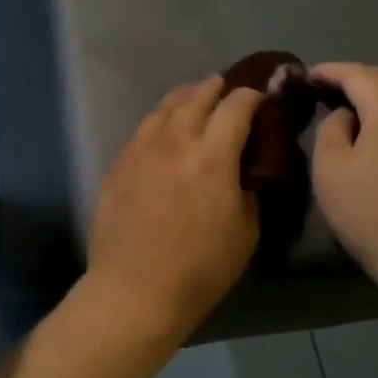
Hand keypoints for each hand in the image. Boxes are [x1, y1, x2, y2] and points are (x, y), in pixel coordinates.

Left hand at [86, 76, 262, 343]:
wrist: (135, 289)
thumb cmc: (200, 268)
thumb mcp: (245, 231)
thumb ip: (247, 188)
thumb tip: (243, 167)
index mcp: (213, 156)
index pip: (236, 107)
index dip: (252, 97)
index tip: (260, 99)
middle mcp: (175, 140)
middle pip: (197, 97)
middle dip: (215, 88)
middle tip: (225, 87)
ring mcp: (140, 148)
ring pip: (164, 107)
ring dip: (184, 97)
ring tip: (193, 97)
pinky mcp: (118, 163)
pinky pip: (143, 129)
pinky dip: (160, 120)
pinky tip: (163, 129)